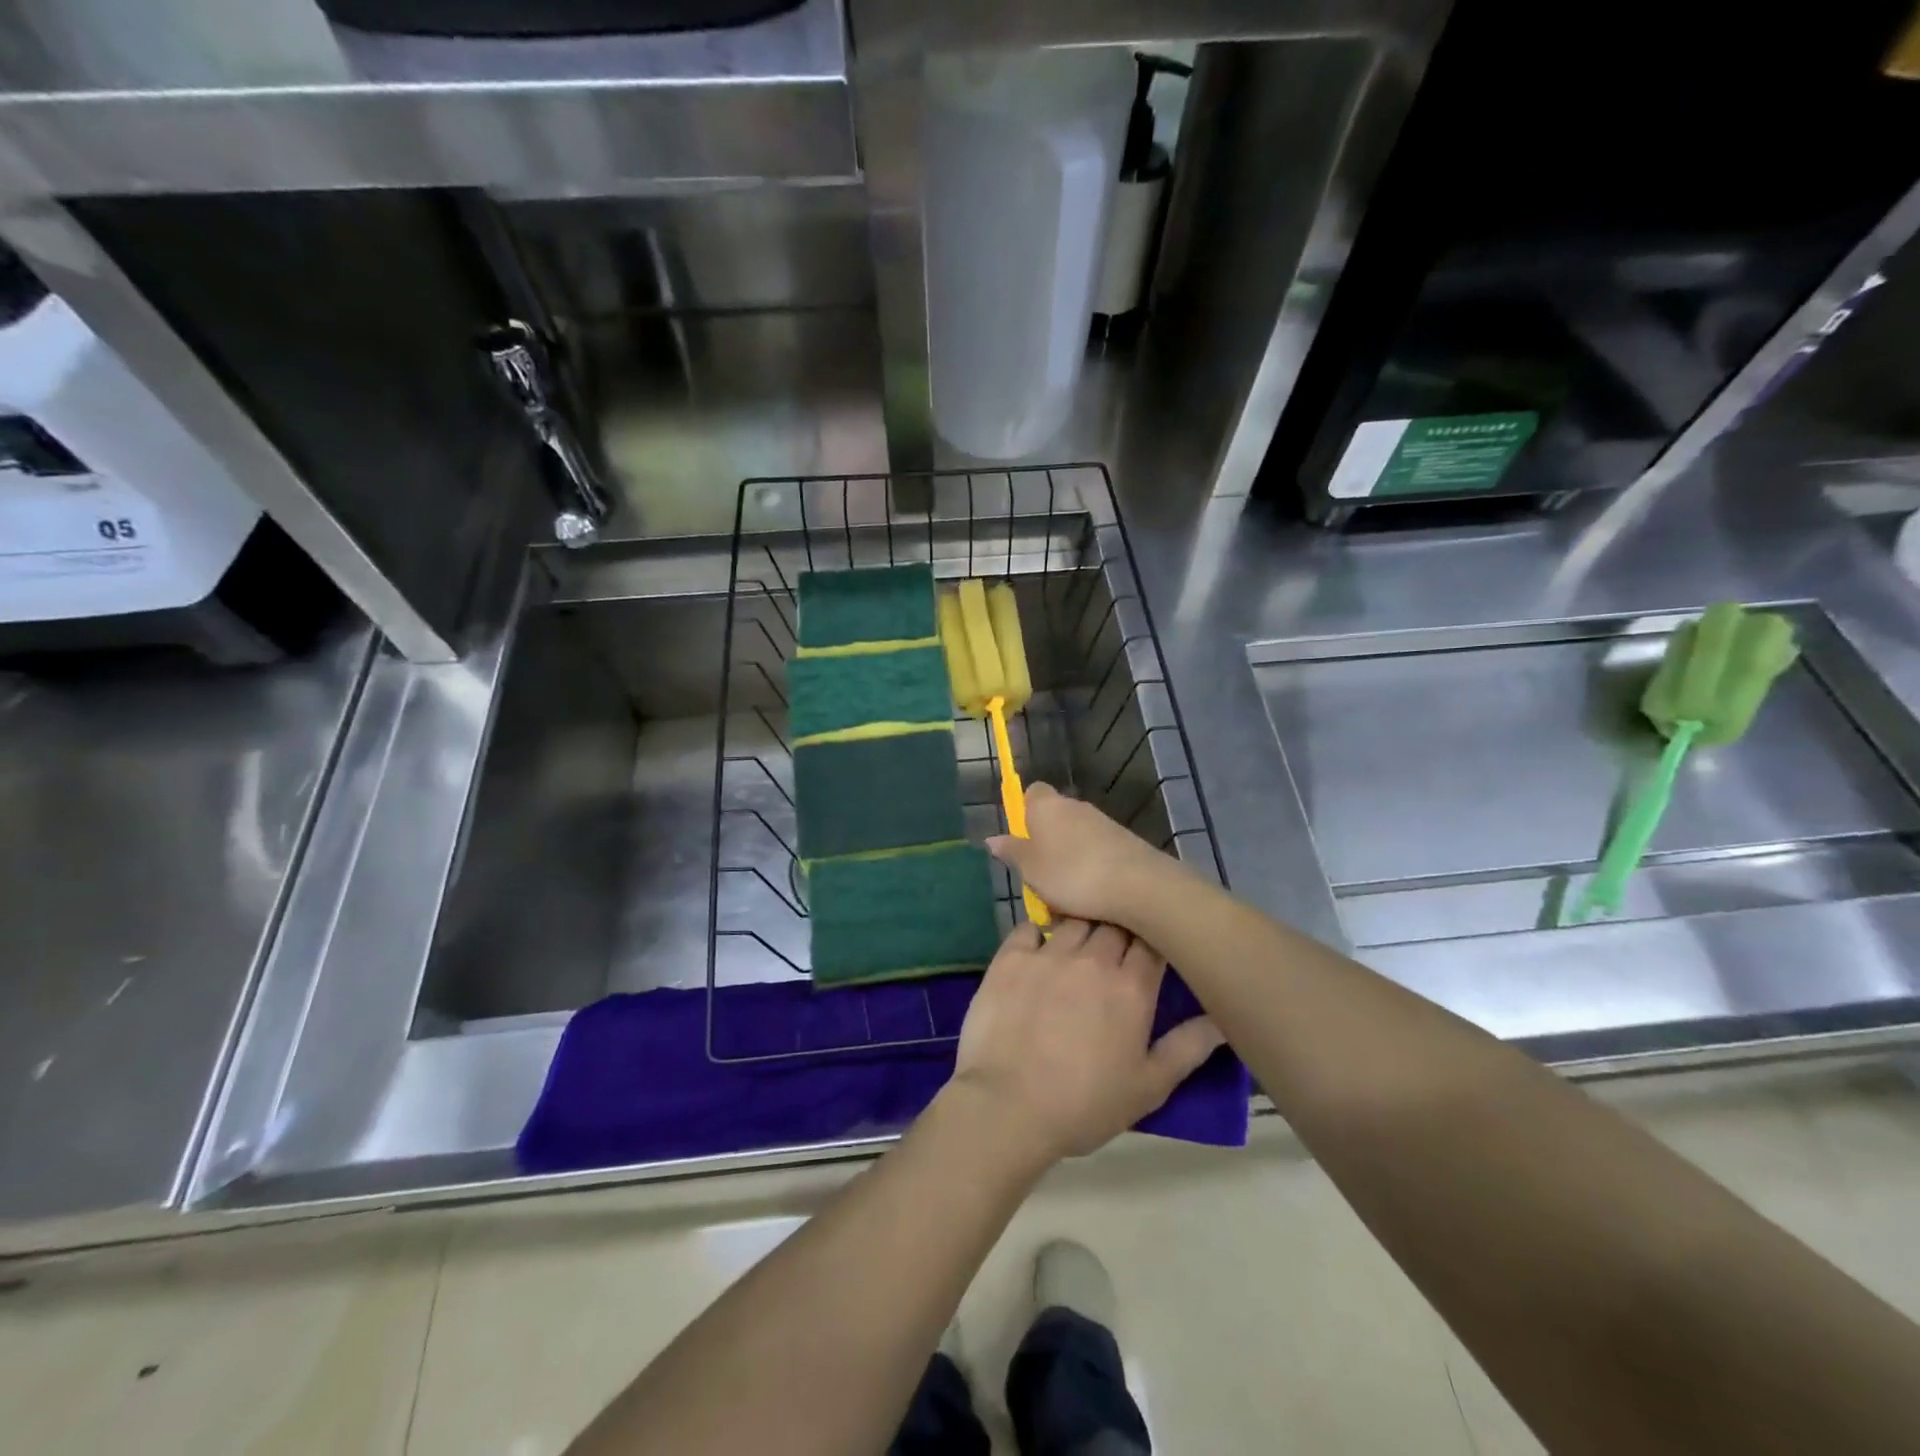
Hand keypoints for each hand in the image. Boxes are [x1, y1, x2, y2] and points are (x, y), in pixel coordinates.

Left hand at [948, 918, 1225, 1164]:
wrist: (1008, 1107)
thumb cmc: (1085, 1103)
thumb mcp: (1149, 1086)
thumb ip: (1188, 1047)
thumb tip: (1223, 1018)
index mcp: (1131, 987)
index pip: (1152, 941)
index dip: (1153, 940)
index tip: (1149, 950)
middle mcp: (1092, 959)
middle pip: (1114, 923)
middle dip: (1119, 931)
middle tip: (1113, 952)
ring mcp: (1048, 954)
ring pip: (1074, 920)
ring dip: (1081, 927)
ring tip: (1077, 948)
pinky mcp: (1010, 958)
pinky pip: (1028, 928)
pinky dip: (1038, 932)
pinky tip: (1039, 949)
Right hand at [987, 783, 1184, 931]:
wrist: (1137, 885)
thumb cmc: (1072, 874)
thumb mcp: (1031, 869)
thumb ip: (1012, 852)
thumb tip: (993, 839)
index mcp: (1047, 806)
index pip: (1032, 793)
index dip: (1024, 812)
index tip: (1022, 840)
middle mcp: (1075, 806)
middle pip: (1054, 817)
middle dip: (1046, 843)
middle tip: (1039, 877)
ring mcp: (1103, 822)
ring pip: (1076, 838)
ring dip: (1069, 860)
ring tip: (1065, 897)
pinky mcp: (1124, 842)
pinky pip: (1097, 852)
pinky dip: (1091, 869)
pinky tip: (1091, 897)